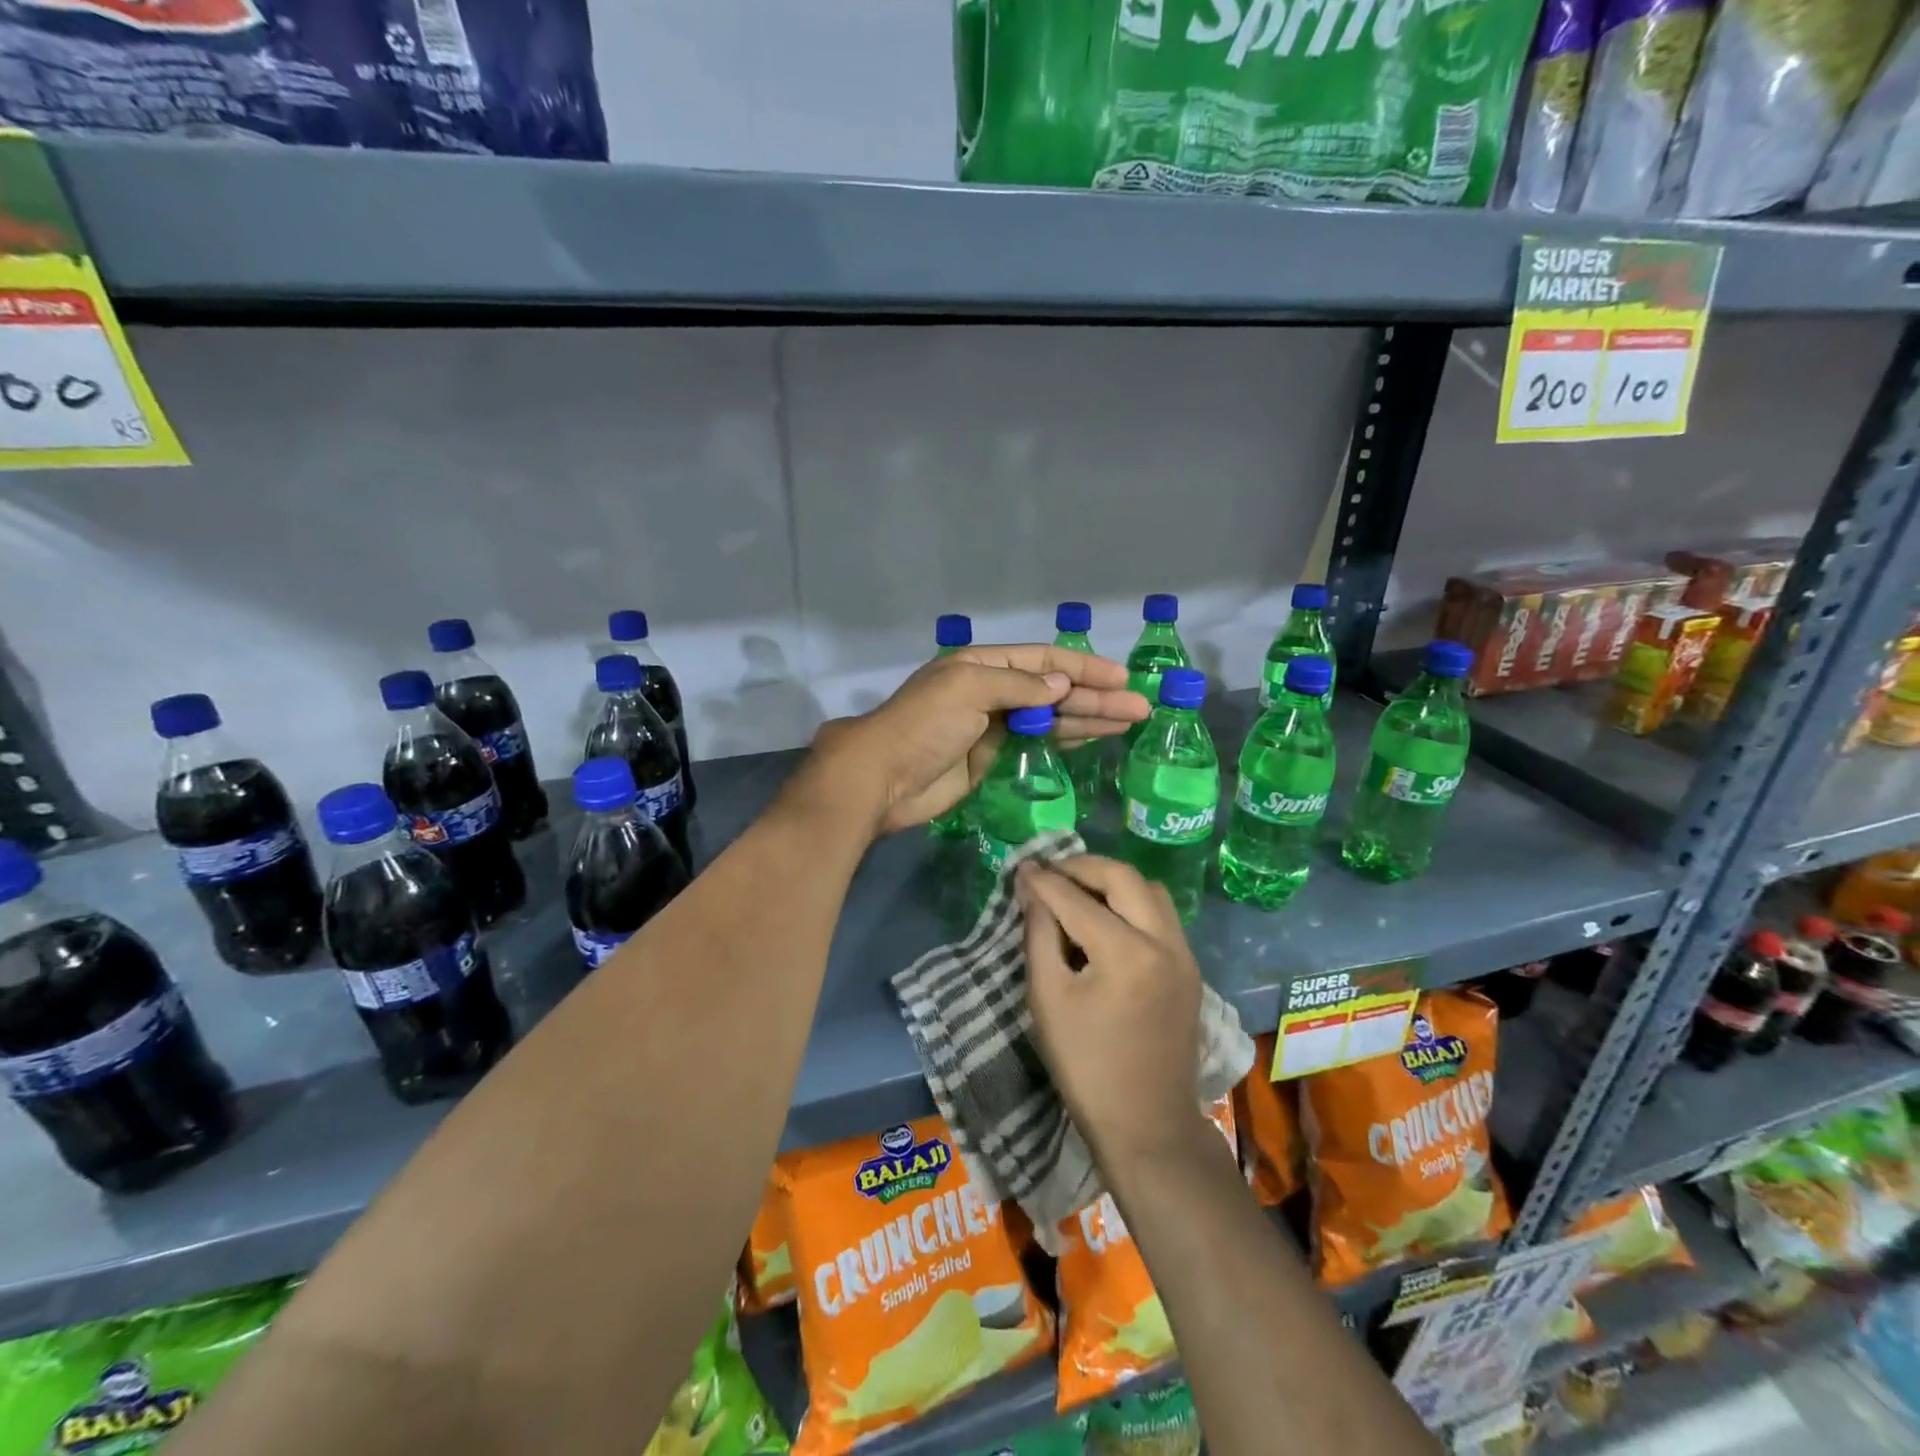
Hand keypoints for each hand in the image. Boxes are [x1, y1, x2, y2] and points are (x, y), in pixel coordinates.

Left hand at [804, 645, 1147, 835]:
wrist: (882, 778)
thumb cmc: (922, 725)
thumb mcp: (967, 689)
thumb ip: (1017, 686)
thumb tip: (1062, 685)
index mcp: (982, 665)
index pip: (1043, 660)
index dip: (1084, 667)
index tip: (1122, 678)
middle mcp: (991, 690)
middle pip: (1053, 689)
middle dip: (1096, 696)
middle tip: (1140, 707)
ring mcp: (992, 726)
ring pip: (1050, 717)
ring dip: (1089, 718)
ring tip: (1130, 721)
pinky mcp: (991, 757)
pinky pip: (1036, 743)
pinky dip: (1065, 739)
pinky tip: (1095, 737)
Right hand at [1018, 855, 1204, 1172]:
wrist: (1146, 1124)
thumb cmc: (1086, 1066)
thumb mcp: (1048, 998)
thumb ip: (1039, 934)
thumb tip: (1031, 888)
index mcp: (1126, 953)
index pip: (1076, 898)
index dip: (1044, 880)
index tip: (1021, 868)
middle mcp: (1163, 941)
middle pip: (1123, 876)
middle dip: (1083, 867)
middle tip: (1051, 873)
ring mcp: (1184, 953)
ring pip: (1150, 890)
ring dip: (1113, 881)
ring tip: (1078, 893)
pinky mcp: (1190, 968)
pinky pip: (1162, 914)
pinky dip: (1132, 903)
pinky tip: (1106, 921)